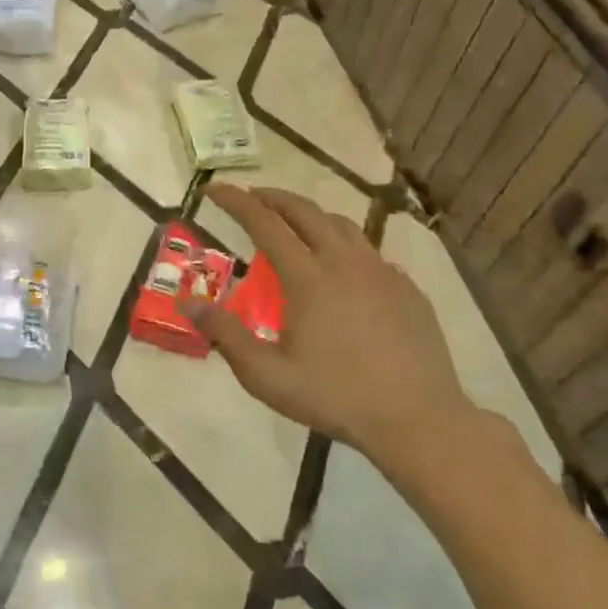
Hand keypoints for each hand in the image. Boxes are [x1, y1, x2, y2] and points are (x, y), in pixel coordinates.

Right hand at [186, 185, 474, 461]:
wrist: (419, 419)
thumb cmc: (335, 396)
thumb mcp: (266, 375)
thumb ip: (225, 335)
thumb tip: (188, 305)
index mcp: (308, 277)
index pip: (264, 223)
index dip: (236, 201)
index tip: (214, 188)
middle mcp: (344, 262)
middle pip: (304, 211)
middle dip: (272, 197)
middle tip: (251, 197)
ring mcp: (381, 272)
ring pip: (342, 225)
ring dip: (310, 215)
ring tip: (294, 224)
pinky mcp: (407, 289)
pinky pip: (369, 252)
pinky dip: (344, 245)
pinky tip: (341, 269)